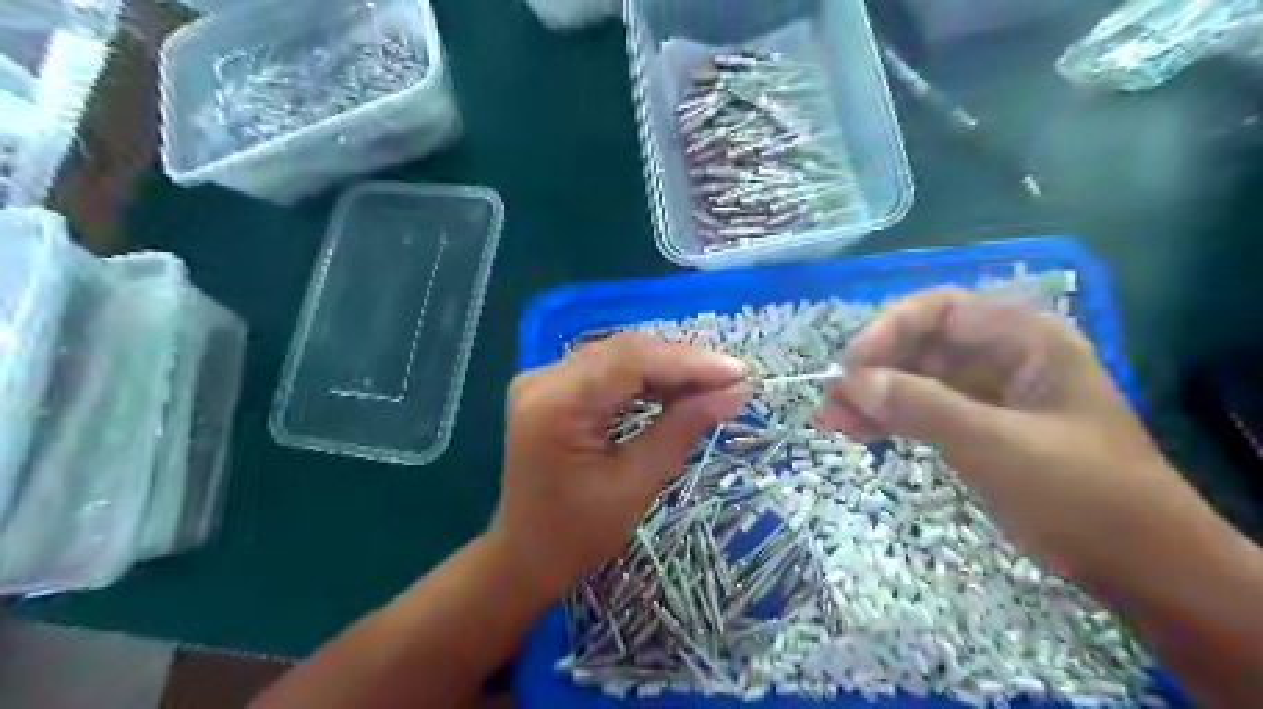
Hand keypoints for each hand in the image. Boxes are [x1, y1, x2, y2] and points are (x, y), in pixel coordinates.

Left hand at [490, 335, 746, 601]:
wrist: (523, 554)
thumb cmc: (577, 534)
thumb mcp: (635, 484)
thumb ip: (681, 429)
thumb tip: (734, 393)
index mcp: (555, 404)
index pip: (630, 362)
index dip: (688, 362)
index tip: (738, 372)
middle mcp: (542, 379)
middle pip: (624, 351)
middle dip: (682, 362)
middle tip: (731, 378)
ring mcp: (542, 378)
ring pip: (617, 354)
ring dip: (666, 366)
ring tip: (712, 382)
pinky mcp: (550, 386)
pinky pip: (605, 368)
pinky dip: (644, 375)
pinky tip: (676, 386)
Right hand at [814, 285, 1240, 594]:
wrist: (1138, 566)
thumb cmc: (1083, 493)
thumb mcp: (1000, 445)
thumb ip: (924, 407)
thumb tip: (853, 381)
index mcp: (1023, 340)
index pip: (941, 310)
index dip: (889, 328)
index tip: (851, 364)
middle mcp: (1000, 357)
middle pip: (920, 344)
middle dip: (873, 367)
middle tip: (832, 397)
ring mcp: (984, 395)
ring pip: (914, 380)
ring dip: (871, 396)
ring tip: (828, 417)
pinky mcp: (973, 428)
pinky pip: (920, 412)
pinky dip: (886, 420)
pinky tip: (851, 431)